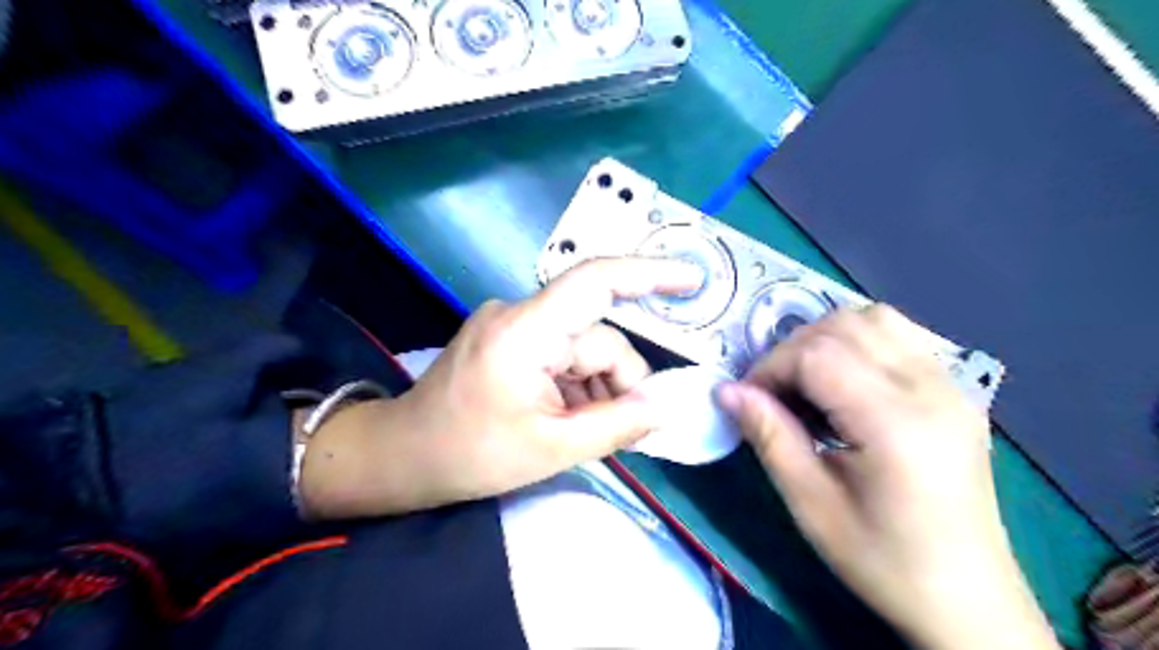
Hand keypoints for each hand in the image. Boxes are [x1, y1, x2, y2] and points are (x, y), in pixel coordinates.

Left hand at [296, 256, 701, 517]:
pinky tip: (566, 418)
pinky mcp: (510, 339)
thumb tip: (662, 408)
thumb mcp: (551, 449)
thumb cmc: (468, 455)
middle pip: (597, 337)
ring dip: (596, 389)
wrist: (402, 456)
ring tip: (583, 431)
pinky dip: (576, 385)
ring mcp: (513, 325)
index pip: (595, 282)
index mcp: (525, 332)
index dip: (649, 275)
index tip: (692, 280)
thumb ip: (615, 426)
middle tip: (625, 431)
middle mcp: (520, 315)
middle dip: (617, 383)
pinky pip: (561, 354)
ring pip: (582, 349)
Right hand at [716, 304, 1055, 649]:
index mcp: (896, 424)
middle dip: (793, 350)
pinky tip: (845, 382)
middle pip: (844, 326)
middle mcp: (931, 389)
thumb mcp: (811, 505)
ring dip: (826, 338)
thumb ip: (769, 436)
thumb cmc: (884, 560)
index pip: (817, 355)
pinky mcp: (957, 390)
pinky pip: (900, 335)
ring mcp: (951, 384)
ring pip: (874, 318)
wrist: (968, 599)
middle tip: (774, 393)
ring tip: (807, 382)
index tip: (750, 400)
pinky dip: (859, 341)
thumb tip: (726, 390)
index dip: (771, 367)